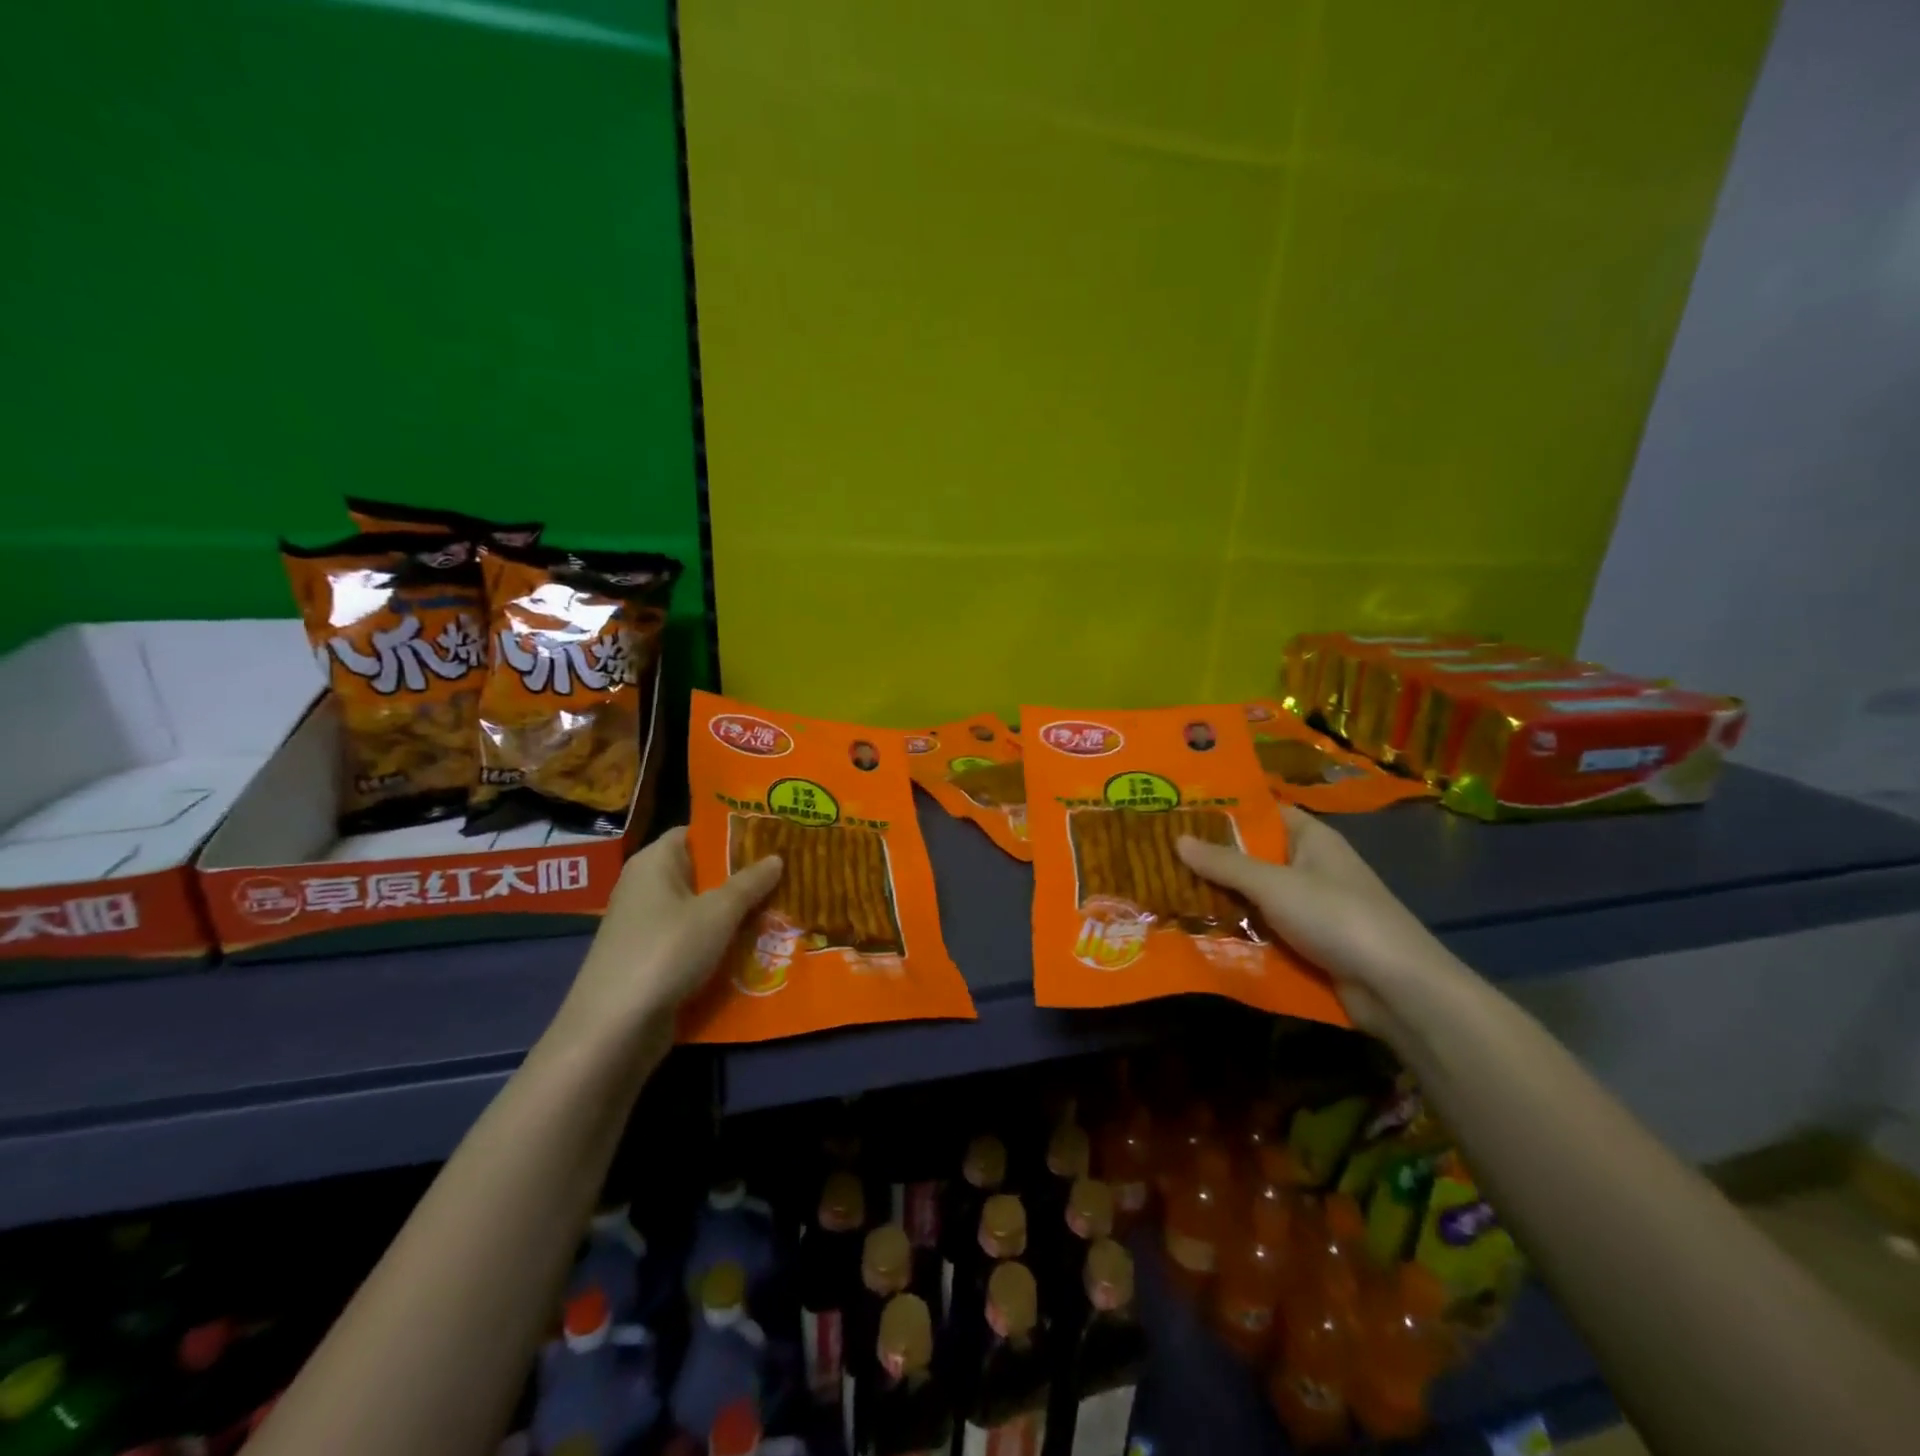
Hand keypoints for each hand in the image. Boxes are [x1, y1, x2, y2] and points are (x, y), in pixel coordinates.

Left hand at [550, 828, 782, 1051]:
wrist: (615, 1028)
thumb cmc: (667, 951)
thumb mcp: (718, 913)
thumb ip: (749, 883)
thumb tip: (776, 858)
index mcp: (654, 862)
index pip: (696, 833)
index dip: (733, 833)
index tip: (772, 838)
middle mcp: (647, 887)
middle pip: (702, 871)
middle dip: (743, 876)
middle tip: (789, 874)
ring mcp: (647, 926)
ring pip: (701, 909)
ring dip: (736, 913)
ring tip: (783, 909)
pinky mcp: (652, 959)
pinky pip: (694, 939)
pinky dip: (720, 942)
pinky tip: (756, 947)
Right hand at [1177, 806, 1461, 1032]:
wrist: (1396, 987)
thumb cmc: (1336, 917)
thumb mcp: (1273, 884)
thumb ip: (1225, 863)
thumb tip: (1177, 839)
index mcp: (1311, 838)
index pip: (1263, 812)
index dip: (1224, 811)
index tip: (1179, 813)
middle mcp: (1310, 866)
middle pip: (1253, 856)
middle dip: (1212, 859)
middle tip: (1159, 856)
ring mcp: (1310, 907)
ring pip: (1255, 896)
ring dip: (1220, 898)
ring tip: (1166, 892)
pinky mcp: (1308, 942)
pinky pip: (1264, 928)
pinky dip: (1237, 929)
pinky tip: (1197, 931)